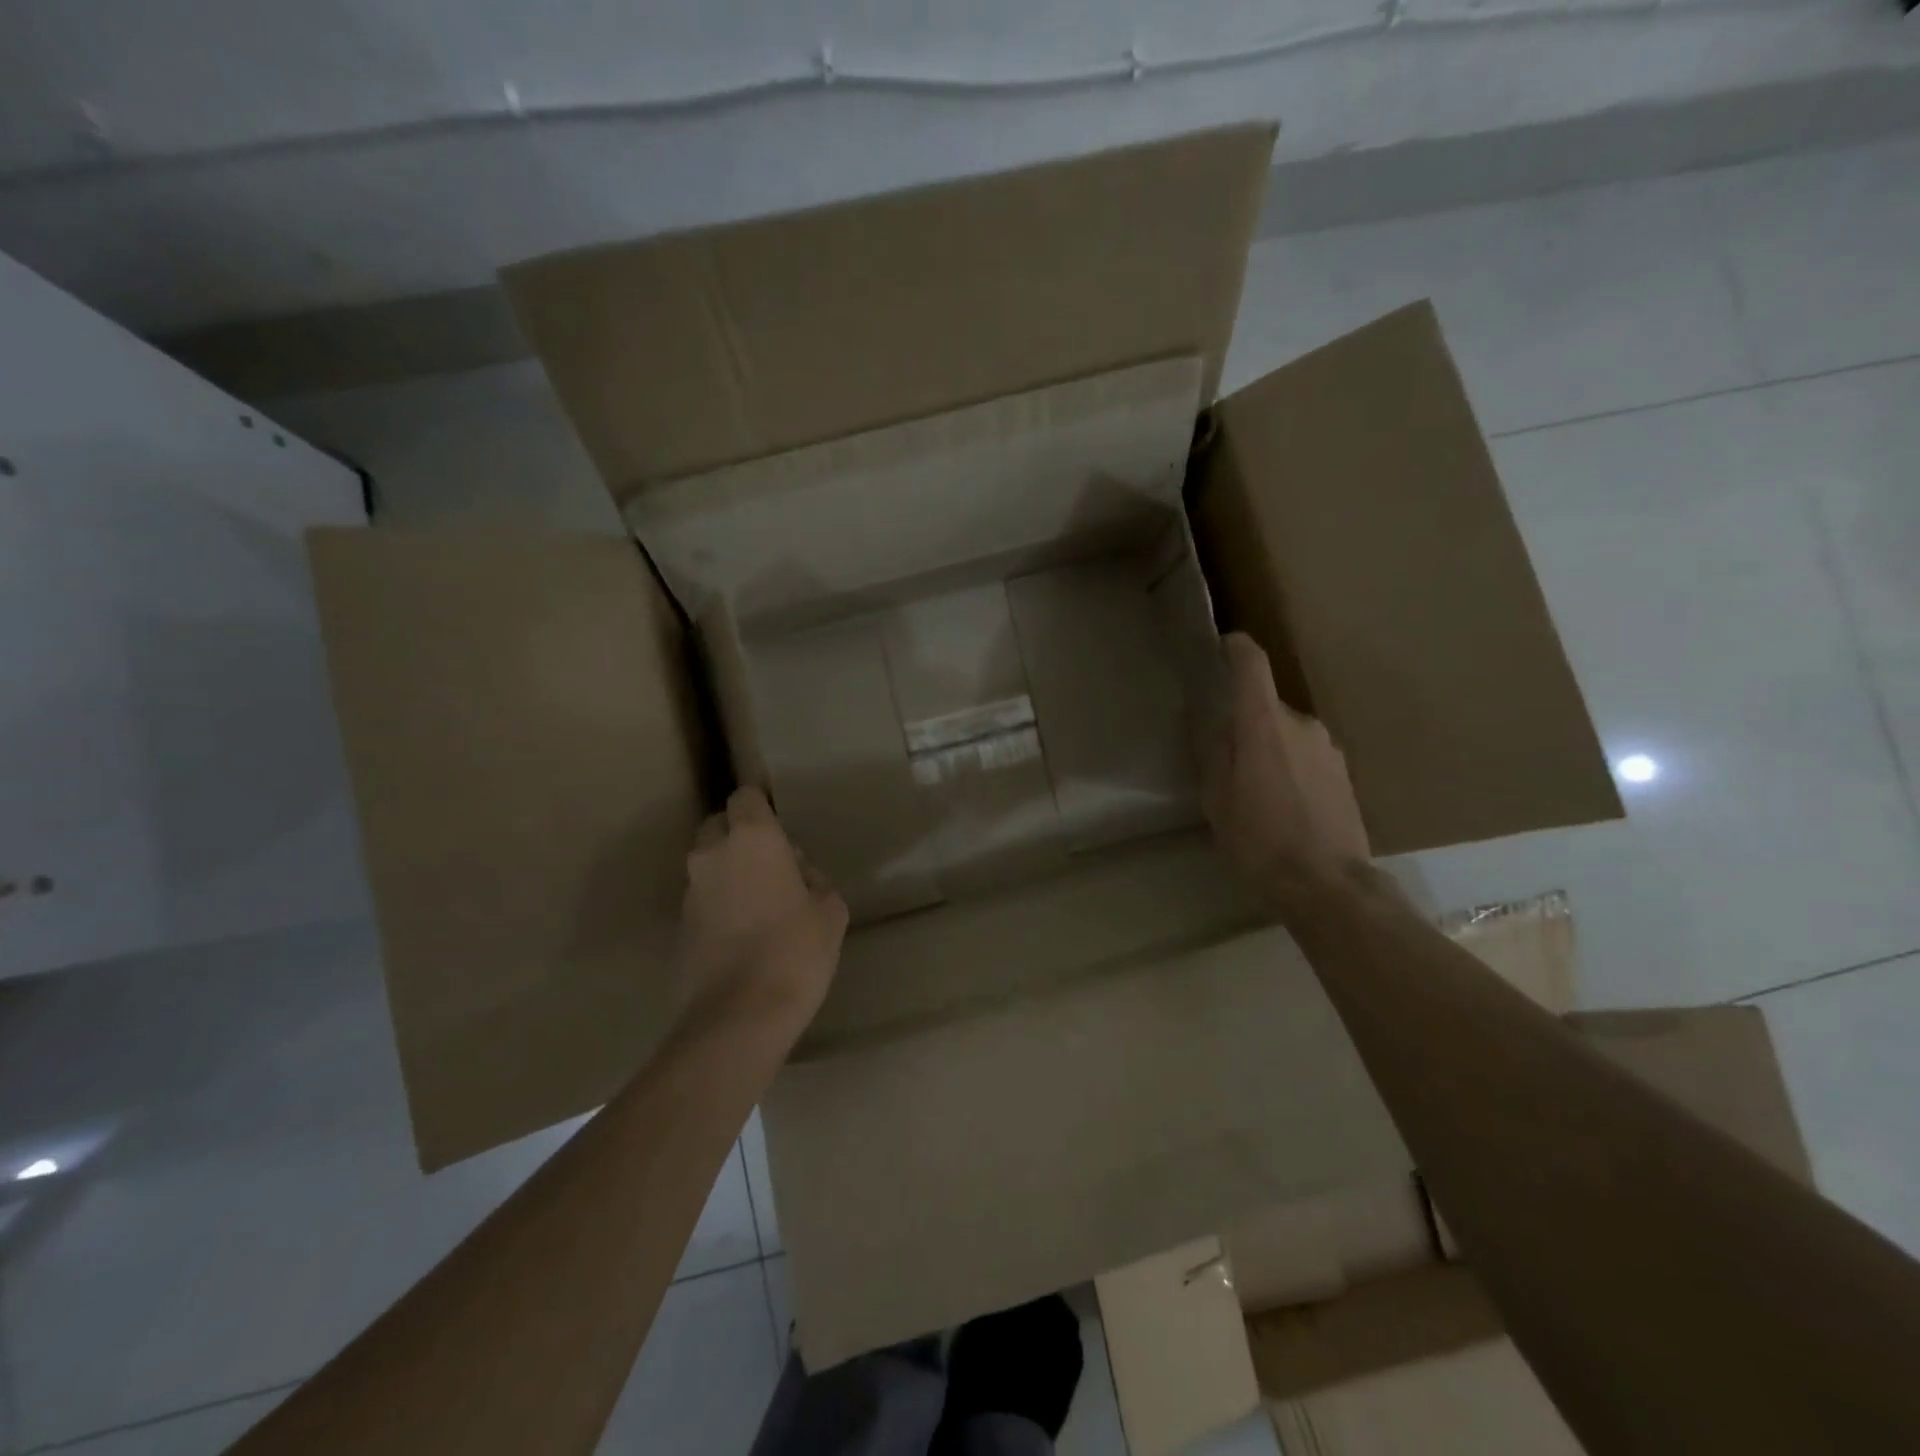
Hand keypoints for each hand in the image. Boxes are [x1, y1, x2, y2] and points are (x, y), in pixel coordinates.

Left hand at [678, 787, 849, 1032]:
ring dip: (727, 870)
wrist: (739, 1016)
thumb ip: (814, 879)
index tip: (779, 824)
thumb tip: (798, 872)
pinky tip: (741, 930)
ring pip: (708, 863)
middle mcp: (712, 853)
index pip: (746, 796)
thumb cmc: (796, 951)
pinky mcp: (678, 924)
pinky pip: (701, 897)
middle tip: (770, 862)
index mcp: (752, 838)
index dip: (761, 806)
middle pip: (719, 825)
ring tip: (757, 900)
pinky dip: (718, 902)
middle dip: (739, 834)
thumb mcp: (830, 911)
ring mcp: (690, 889)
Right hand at [1203, 633, 1370, 894]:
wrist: (1327, 884)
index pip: (1252, 664)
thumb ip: (1211, 752)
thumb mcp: (1217, 799)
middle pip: (1265, 705)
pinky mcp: (1344, 772)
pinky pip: (1306, 754)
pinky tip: (1282, 804)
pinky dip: (1289, 766)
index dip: (1236, 648)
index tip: (1222, 646)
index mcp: (1263, 724)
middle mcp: (1301, 723)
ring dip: (1268, 747)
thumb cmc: (1259, 840)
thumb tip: (1210, 721)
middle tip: (1223, 757)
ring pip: (1287, 732)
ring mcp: (1328, 747)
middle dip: (1243, 721)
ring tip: (1254, 789)